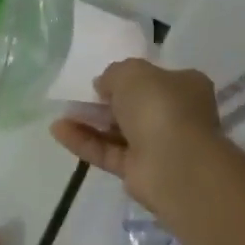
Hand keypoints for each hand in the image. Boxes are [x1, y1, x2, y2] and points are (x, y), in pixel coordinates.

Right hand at [49, 59, 224, 210]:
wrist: (174, 164)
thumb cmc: (160, 106)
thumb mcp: (132, 73)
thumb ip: (114, 73)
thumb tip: (104, 85)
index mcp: (186, 86)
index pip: (156, 78)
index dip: (129, 77)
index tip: (104, 78)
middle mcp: (175, 115)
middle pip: (135, 105)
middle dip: (106, 101)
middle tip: (78, 96)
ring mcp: (158, 145)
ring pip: (118, 131)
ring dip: (90, 121)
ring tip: (61, 113)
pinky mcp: (139, 171)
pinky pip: (108, 152)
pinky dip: (84, 142)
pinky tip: (58, 130)